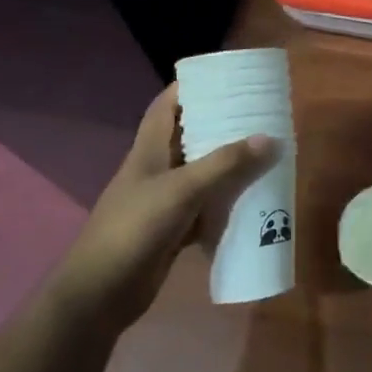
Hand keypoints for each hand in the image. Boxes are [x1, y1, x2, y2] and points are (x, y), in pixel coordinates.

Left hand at [55, 86, 274, 322]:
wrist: (101, 293)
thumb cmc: (134, 228)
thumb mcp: (182, 190)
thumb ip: (225, 164)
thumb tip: (270, 138)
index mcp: (148, 150)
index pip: (166, 106)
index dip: (189, 87)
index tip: (223, 77)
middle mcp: (156, 169)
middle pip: (188, 136)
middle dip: (219, 123)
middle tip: (257, 113)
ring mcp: (163, 200)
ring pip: (200, 172)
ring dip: (226, 163)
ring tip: (263, 149)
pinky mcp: (172, 228)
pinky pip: (205, 206)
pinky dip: (225, 201)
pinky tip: (252, 197)